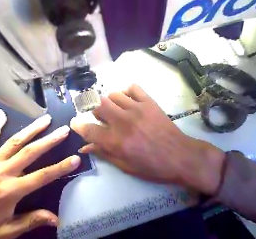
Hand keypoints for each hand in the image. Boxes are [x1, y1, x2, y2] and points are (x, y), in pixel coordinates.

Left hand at [0, 110, 81, 238]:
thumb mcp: (5, 232)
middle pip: (31, 152)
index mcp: (10, 191)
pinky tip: (1, 114)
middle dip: (50, 140)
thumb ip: (32, 220)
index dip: (61, 167)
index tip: (76, 158)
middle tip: (64, 129)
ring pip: (15, 141)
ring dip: (32, 129)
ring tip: (46, 119)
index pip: (42, 176)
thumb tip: (57, 219)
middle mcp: (2, 172)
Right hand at [72, 84, 224, 194]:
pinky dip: (126, 92)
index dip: (78, 126)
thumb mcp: (125, 166)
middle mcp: (122, 121)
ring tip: (115, 110)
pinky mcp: (149, 102)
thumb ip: (103, 153)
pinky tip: (128, 101)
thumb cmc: (152, 166)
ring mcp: (136, 109)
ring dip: (110, 102)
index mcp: (115, 141)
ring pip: (113, 95)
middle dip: (94, 110)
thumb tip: (85, 147)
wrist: (180, 156)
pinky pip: (132, 88)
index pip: (88, 129)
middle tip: (100, 116)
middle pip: (98, 105)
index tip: (75, 123)